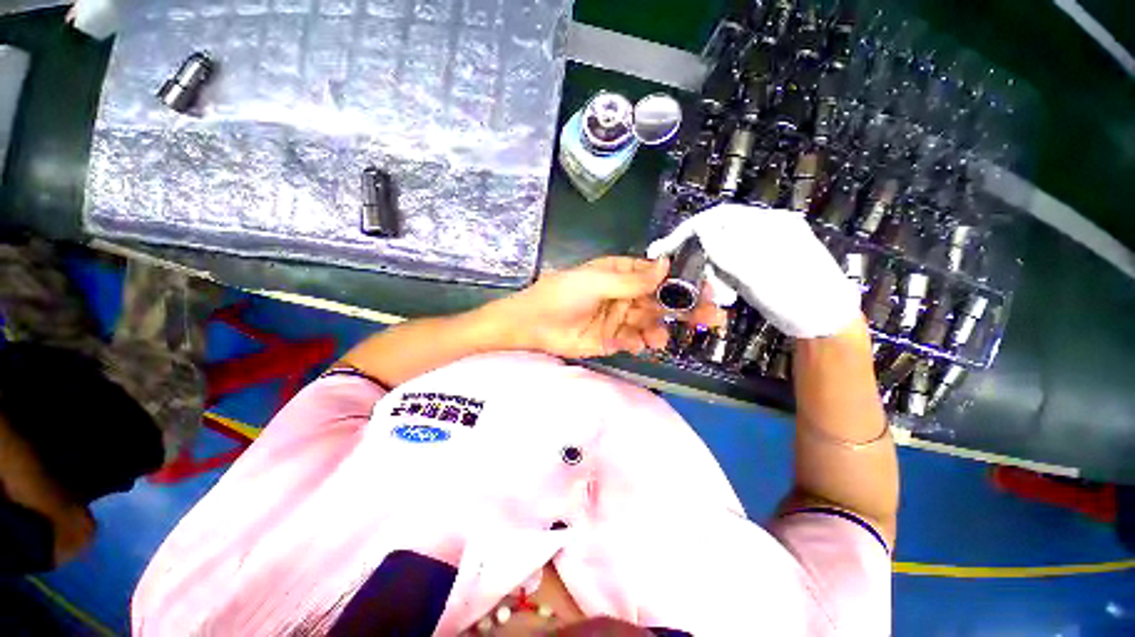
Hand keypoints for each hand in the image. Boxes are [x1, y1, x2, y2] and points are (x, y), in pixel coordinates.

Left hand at [490, 257, 722, 357]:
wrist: (533, 325)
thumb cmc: (563, 294)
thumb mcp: (597, 281)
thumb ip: (632, 280)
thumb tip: (667, 265)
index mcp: (621, 273)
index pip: (658, 275)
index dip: (682, 280)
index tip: (707, 288)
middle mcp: (624, 294)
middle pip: (661, 300)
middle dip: (685, 308)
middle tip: (712, 318)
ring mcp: (620, 317)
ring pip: (651, 322)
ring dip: (659, 330)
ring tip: (657, 338)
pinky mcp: (613, 338)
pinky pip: (635, 339)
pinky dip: (640, 342)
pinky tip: (638, 345)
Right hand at [647, 203, 859, 338]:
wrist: (823, 323)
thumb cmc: (798, 297)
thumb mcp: (761, 274)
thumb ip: (729, 250)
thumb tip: (700, 228)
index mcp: (769, 224)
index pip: (719, 217)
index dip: (689, 230)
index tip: (665, 248)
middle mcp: (763, 232)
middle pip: (717, 234)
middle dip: (700, 256)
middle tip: (689, 278)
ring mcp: (759, 250)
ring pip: (720, 253)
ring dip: (712, 274)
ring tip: (720, 296)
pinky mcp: (755, 267)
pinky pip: (727, 268)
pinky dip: (720, 281)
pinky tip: (726, 296)